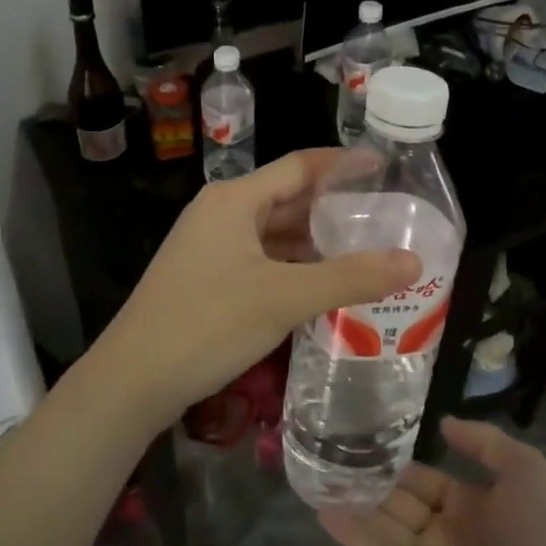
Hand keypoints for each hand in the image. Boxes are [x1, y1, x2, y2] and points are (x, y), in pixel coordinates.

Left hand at [87, 150, 419, 427]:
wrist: (132, 380)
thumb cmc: (208, 324)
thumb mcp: (284, 298)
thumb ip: (350, 277)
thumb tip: (413, 261)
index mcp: (234, 200)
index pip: (299, 166)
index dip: (343, 165)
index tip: (386, 168)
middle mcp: (220, 213)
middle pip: (286, 199)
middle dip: (334, 209)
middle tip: (385, 219)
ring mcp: (208, 247)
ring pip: (272, 234)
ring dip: (314, 242)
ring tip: (364, 253)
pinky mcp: (205, 278)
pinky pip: (259, 260)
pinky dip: (292, 267)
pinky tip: (321, 286)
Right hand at [321, 419, 545, 545]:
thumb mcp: (525, 467)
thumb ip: (483, 442)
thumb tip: (444, 422)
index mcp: (472, 505)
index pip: (423, 481)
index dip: (395, 463)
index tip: (360, 440)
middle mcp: (447, 534)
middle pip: (399, 503)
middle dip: (367, 483)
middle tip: (326, 455)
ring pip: (385, 529)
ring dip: (353, 506)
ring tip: (315, 478)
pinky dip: (356, 538)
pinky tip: (327, 511)